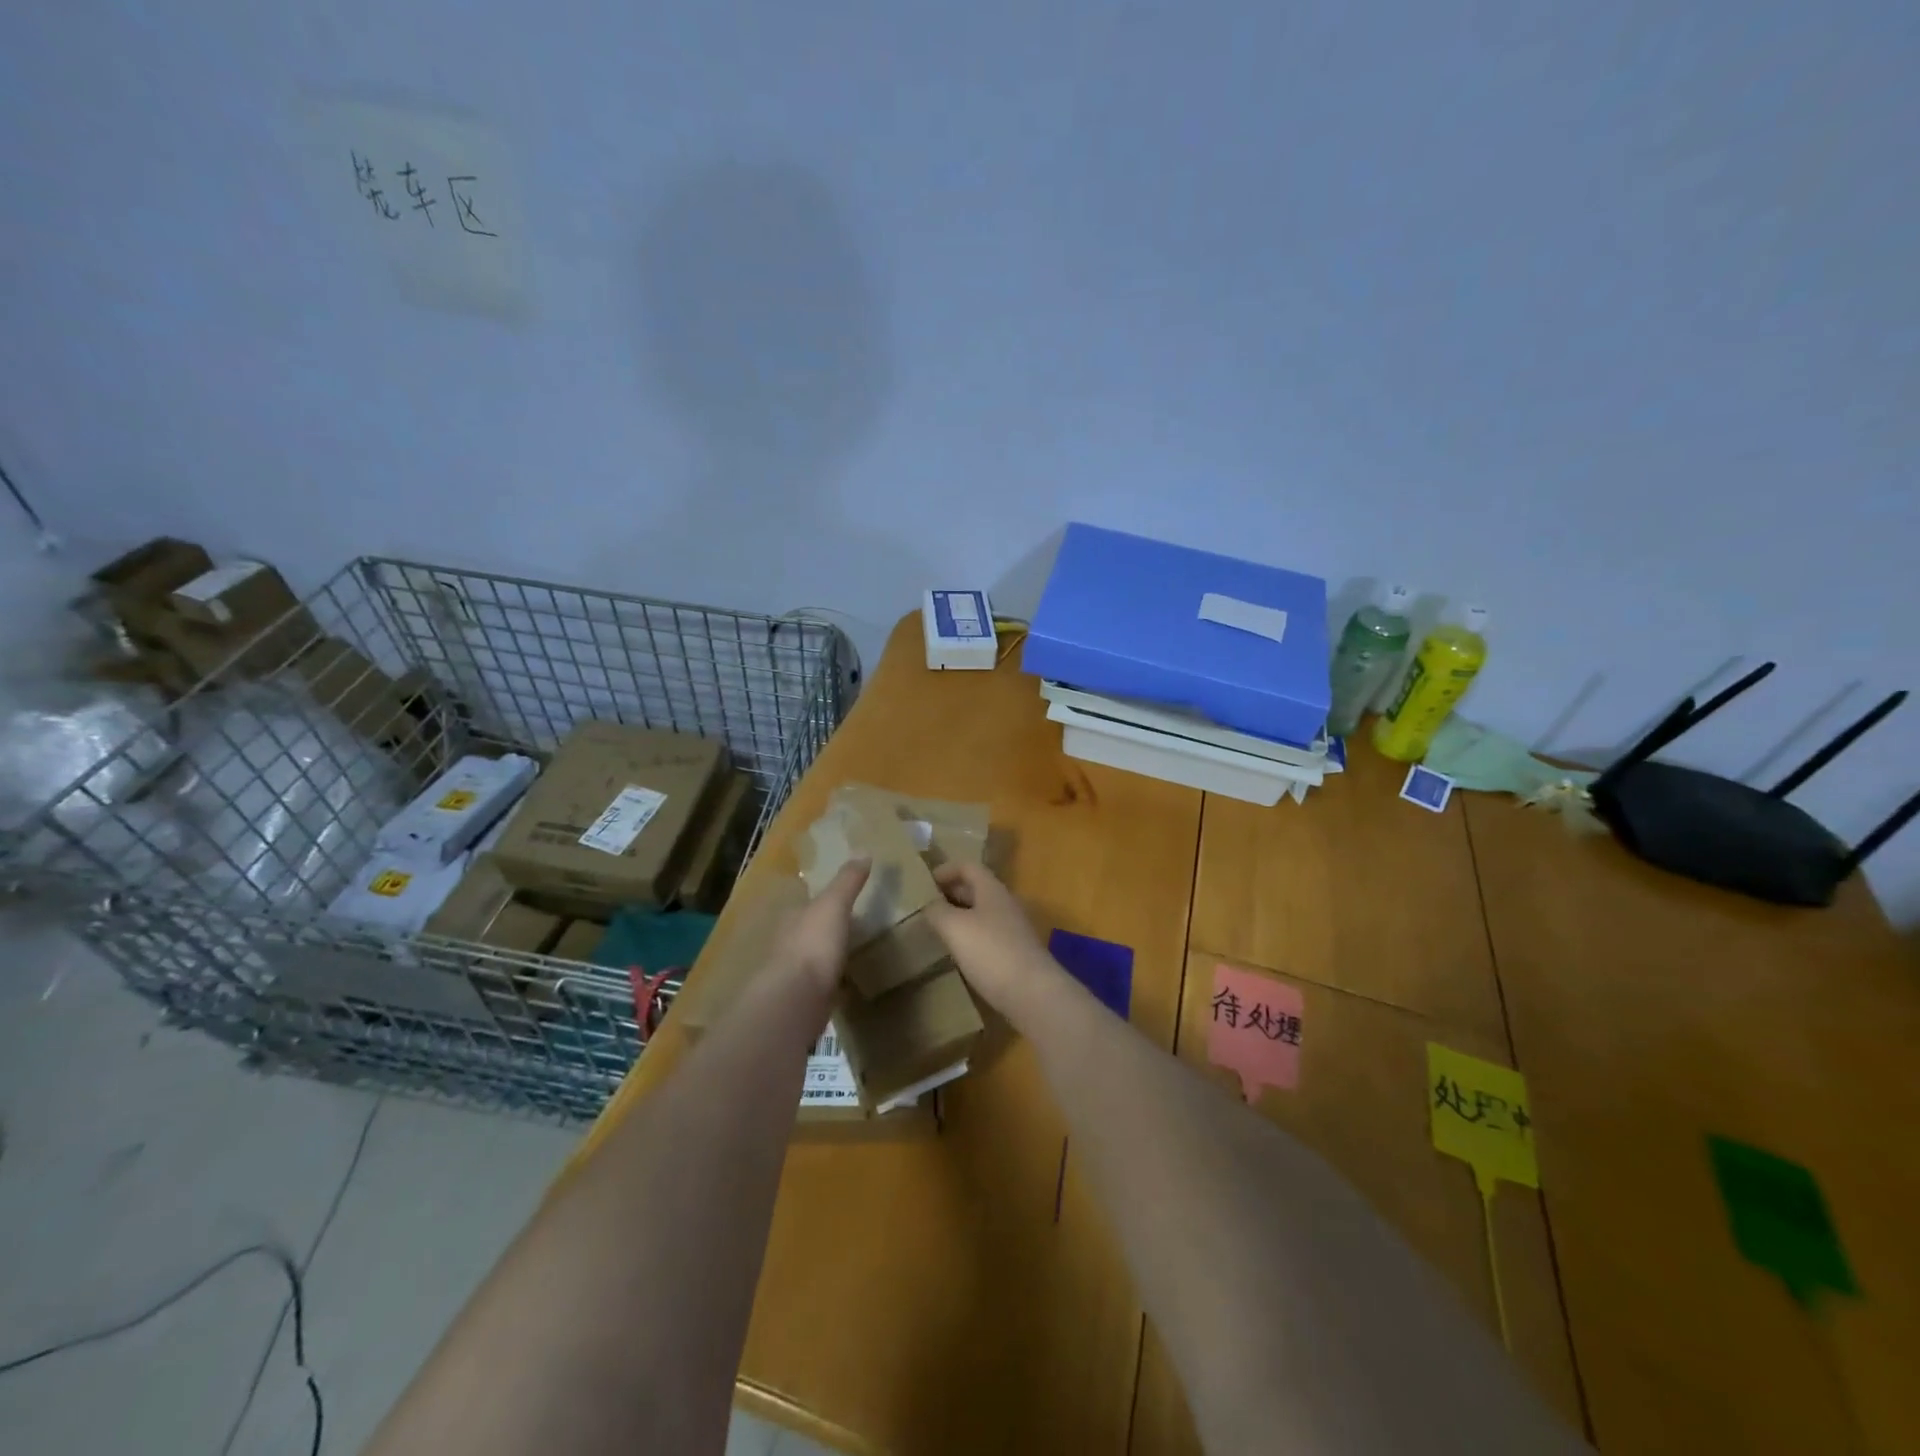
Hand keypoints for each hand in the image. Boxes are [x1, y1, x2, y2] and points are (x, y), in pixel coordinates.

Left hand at [780, 859, 870, 991]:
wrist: (797, 999)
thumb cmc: (813, 944)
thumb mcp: (834, 904)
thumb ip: (848, 881)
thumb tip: (862, 851)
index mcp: (793, 918)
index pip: (808, 904)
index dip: (825, 901)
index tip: (845, 901)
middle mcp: (789, 944)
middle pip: (811, 931)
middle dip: (828, 930)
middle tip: (855, 928)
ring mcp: (795, 974)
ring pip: (816, 959)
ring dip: (831, 957)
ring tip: (856, 955)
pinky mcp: (805, 1000)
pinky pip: (824, 986)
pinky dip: (836, 984)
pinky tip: (851, 985)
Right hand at [923, 860, 1053, 1014]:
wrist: (1033, 993)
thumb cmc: (991, 952)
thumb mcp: (955, 927)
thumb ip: (937, 911)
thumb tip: (929, 905)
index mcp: (992, 890)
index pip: (968, 867)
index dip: (946, 870)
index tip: (924, 882)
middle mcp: (1005, 904)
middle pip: (976, 888)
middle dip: (951, 892)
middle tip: (926, 905)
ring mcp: (1013, 929)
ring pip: (982, 913)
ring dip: (960, 915)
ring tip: (938, 927)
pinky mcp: (1015, 953)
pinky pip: (988, 935)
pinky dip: (970, 936)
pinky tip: (958, 952)